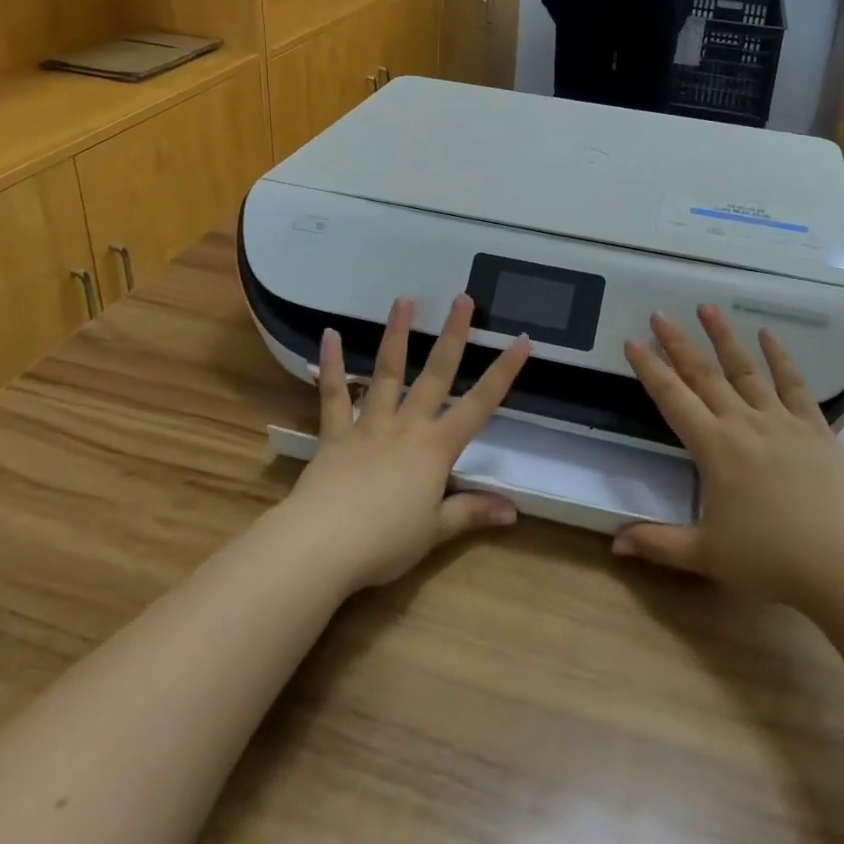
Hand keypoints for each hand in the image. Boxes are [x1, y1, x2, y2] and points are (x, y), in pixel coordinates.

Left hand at [280, 294, 529, 592]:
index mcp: (436, 448)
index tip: (521, 340)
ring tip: (404, 300)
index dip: (503, 373)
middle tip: (463, 298)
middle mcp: (407, 426)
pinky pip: (334, 394)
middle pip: (435, 374)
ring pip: (387, 372)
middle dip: (453, 336)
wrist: (323, 544)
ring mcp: (369, 425)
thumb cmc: (385, 542)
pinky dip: (332, 365)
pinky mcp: (335, 433)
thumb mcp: (435, 532)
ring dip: (396, 335)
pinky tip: (330, 335)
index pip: (479, 404)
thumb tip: (514, 510)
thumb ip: (472, 512)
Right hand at [614, 305, 843, 608]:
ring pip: (745, 369)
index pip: (672, 398)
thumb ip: (658, 544)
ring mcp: (781, 420)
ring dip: (724, 337)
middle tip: (660, 314)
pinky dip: (781, 357)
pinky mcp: (813, 427)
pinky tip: (769, 334)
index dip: (650, 369)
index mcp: (714, 448)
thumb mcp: (707, 556)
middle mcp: (743, 423)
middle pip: (704, 374)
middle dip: (678, 343)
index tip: (632, 341)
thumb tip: (615, 544)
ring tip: (707, 307)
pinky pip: (793, 384)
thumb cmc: (772, 559)